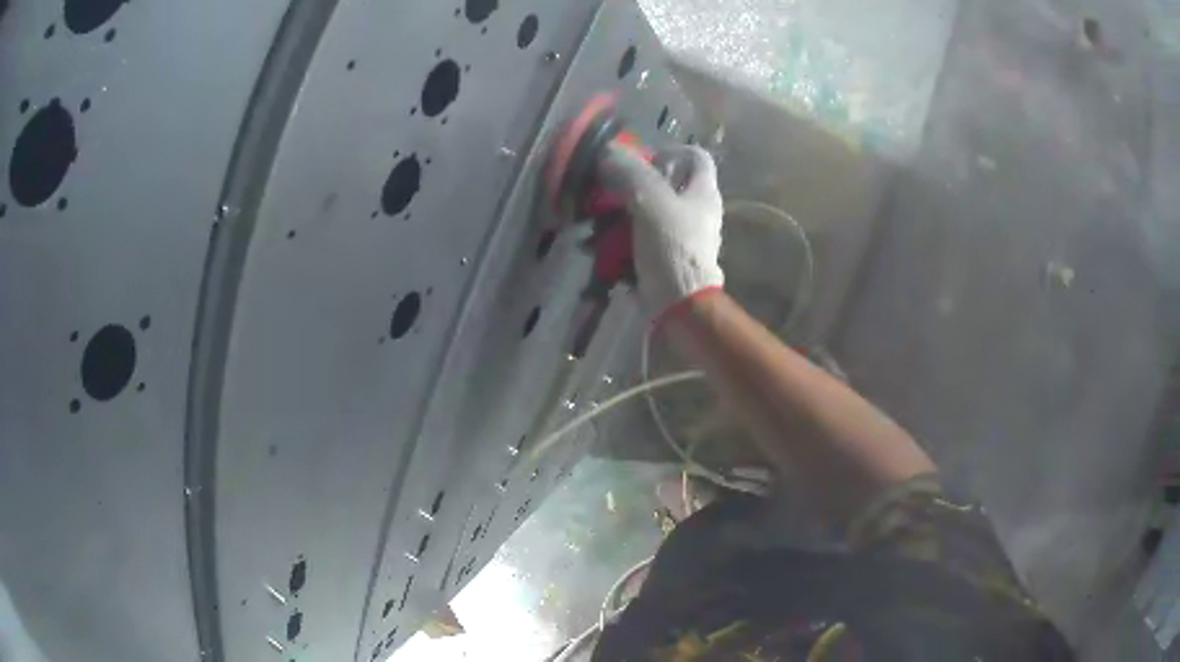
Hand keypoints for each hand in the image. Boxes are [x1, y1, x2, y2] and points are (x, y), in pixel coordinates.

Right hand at [598, 144, 724, 319]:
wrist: (679, 305)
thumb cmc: (673, 249)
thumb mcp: (651, 203)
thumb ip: (631, 173)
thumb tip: (609, 151)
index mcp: (702, 192)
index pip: (695, 156)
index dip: (669, 151)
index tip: (641, 159)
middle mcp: (695, 210)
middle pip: (664, 183)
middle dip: (631, 185)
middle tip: (607, 190)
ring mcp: (680, 236)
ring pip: (646, 212)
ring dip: (617, 214)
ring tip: (592, 221)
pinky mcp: (663, 257)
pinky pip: (638, 238)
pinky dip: (618, 239)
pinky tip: (595, 246)